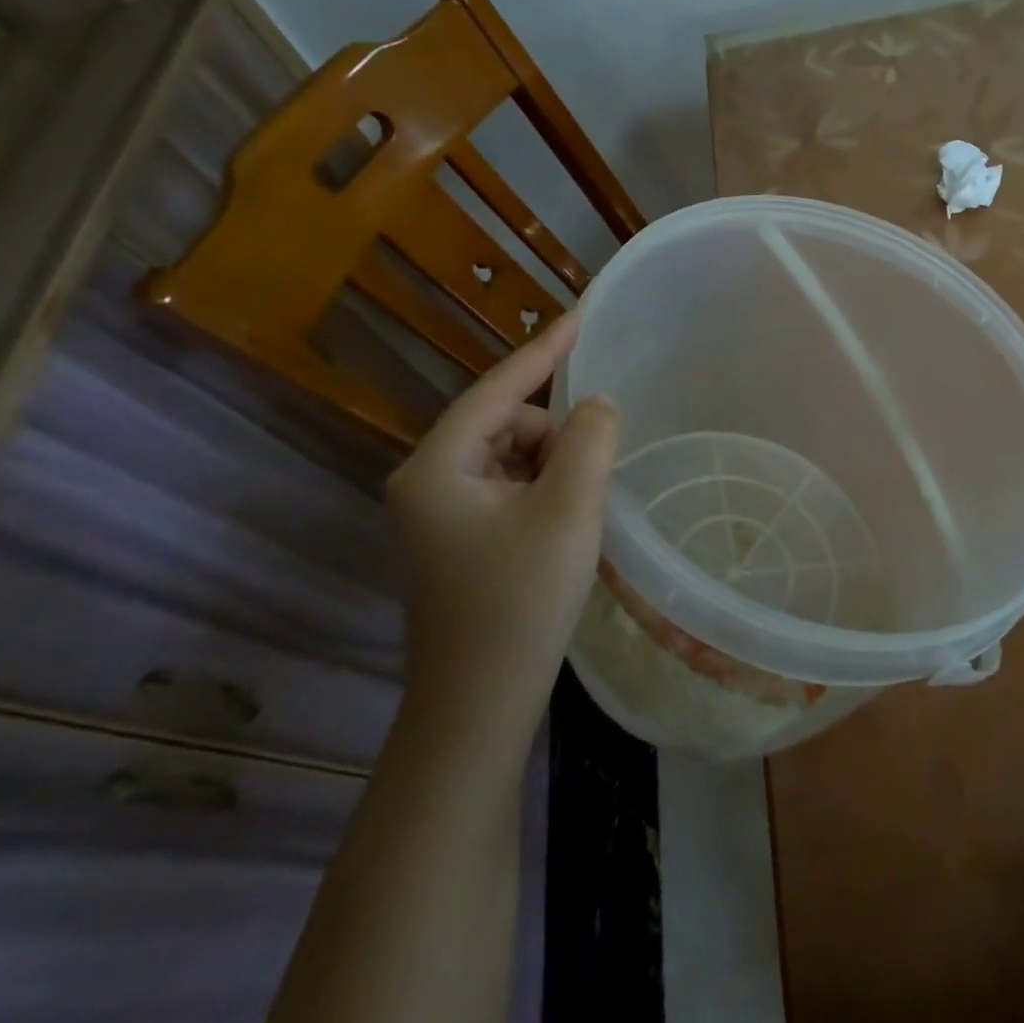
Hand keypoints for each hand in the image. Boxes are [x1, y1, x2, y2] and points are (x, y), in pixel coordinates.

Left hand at [385, 312, 617, 750]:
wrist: (478, 708)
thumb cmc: (520, 603)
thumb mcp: (568, 510)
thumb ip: (589, 440)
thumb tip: (596, 406)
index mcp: (437, 466)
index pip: (500, 387)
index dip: (546, 348)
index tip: (583, 313)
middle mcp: (427, 481)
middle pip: (510, 425)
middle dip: (558, 439)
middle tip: (592, 483)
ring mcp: (439, 514)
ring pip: (515, 458)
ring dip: (555, 470)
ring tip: (578, 517)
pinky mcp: (458, 540)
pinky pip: (511, 488)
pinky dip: (545, 493)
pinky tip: (563, 530)